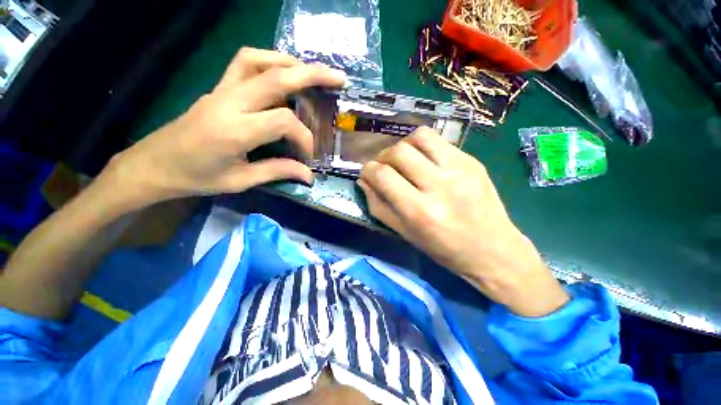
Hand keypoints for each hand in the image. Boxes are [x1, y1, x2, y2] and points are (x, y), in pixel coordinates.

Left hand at [101, 48, 345, 209]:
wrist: (153, 165)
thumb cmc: (195, 178)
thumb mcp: (241, 181)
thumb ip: (278, 172)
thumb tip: (309, 176)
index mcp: (234, 131)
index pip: (283, 120)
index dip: (303, 136)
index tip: (307, 155)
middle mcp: (229, 102)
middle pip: (275, 77)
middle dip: (312, 75)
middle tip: (337, 78)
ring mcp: (221, 90)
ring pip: (258, 60)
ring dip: (289, 62)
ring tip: (311, 73)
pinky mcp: (218, 88)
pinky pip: (244, 63)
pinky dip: (269, 61)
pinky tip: (283, 73)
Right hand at [358, 127, 568, 316]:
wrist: (492, 249)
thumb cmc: (443, 248)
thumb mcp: (404, 233)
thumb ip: (378, 205)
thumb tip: (364, 181)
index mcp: (419, 211)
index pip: (383, 175)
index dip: (368, 170)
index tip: (367, 173)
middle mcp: (439, 185)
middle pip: (399, 151)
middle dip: (383, 156)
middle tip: (384, 167)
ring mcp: (460, 169)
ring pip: (420, 136)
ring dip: (404, 145)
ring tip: (404, 159)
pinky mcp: (473, 161)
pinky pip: (440, 142)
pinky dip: (424, 147)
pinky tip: (425, 161)